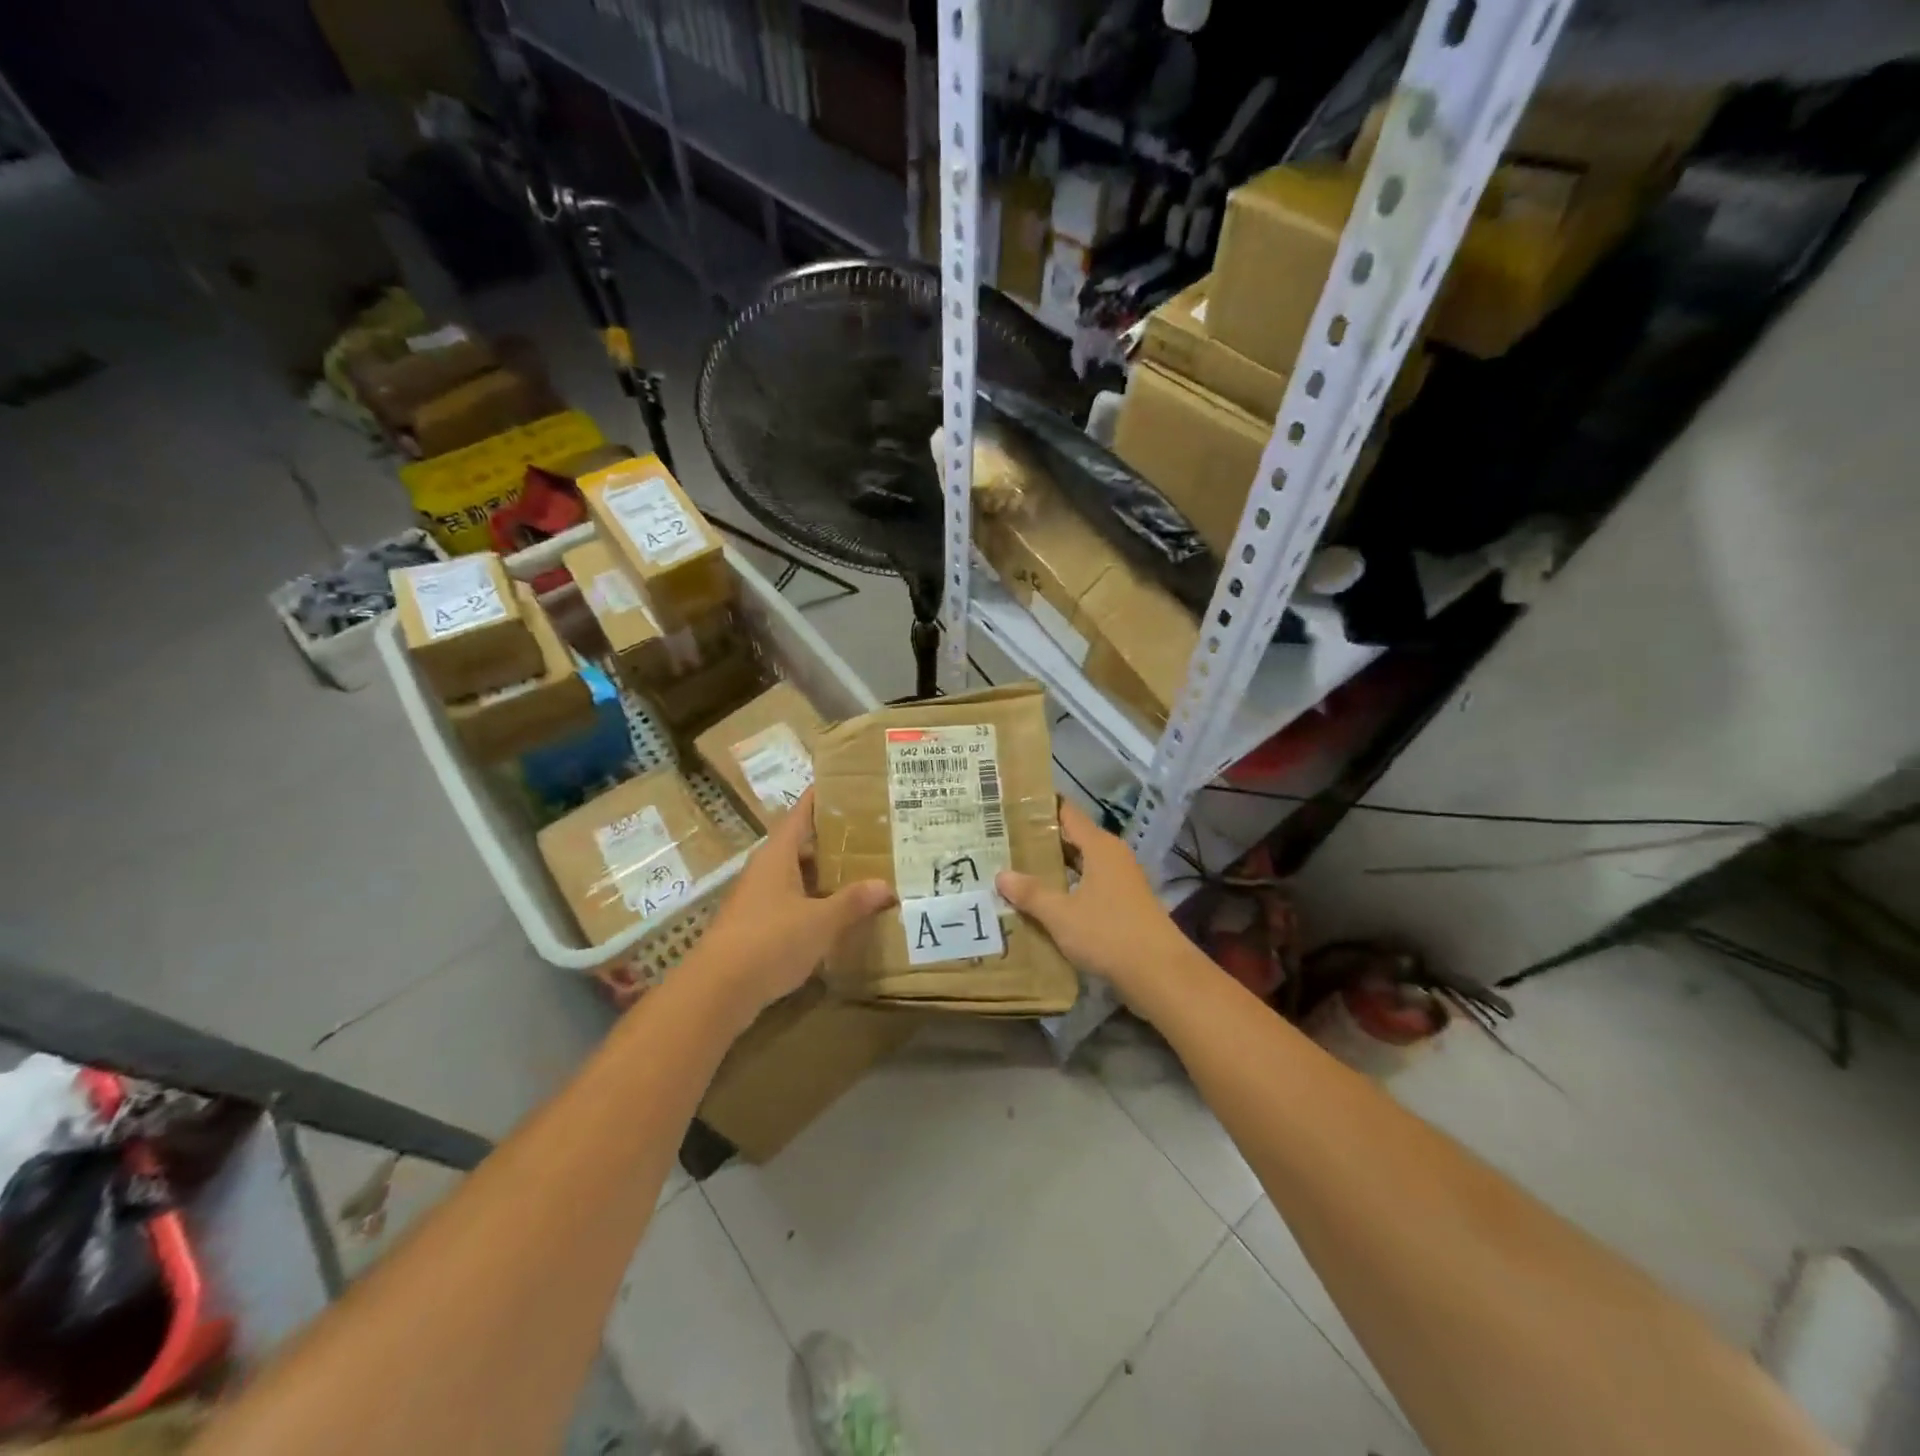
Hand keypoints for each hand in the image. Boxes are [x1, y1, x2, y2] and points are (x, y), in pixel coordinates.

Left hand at [690, 789, 893, 1019]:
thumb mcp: (820, 921)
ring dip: (824, 874)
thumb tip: (886, 885)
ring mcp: (757, 898)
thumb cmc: (770, 942)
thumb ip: (853, 902)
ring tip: (862, 871)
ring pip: (796, 875)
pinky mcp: (755, 925)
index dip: (822, 798)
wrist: (717, 991)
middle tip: (871, 834)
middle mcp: (764, 869)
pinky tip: (836, 913)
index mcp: (777, 855)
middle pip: (800, 844)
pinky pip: (791, 901)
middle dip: (832, 839)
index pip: (801, 813)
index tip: (849, 787)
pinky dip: (813, 901)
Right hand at [997, 800, 1192, 999]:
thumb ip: (1031, 893)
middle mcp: (1113, 856)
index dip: (1041, 807)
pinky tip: (1046, 900)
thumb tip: (1001, 875)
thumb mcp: (1061, 914)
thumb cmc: (1108, 933)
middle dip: (1041, 840)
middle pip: (1073, 838)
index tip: (1012, 805)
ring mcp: (1121, 880)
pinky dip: (1068, 887)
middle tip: (1004, 840)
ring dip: (1054, 867)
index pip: (1067, 813)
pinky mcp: (1124, 904)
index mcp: (1099, 846)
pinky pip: (1089, 885)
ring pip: (1081, 864)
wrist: (1159, 973)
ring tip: (1017, 869)